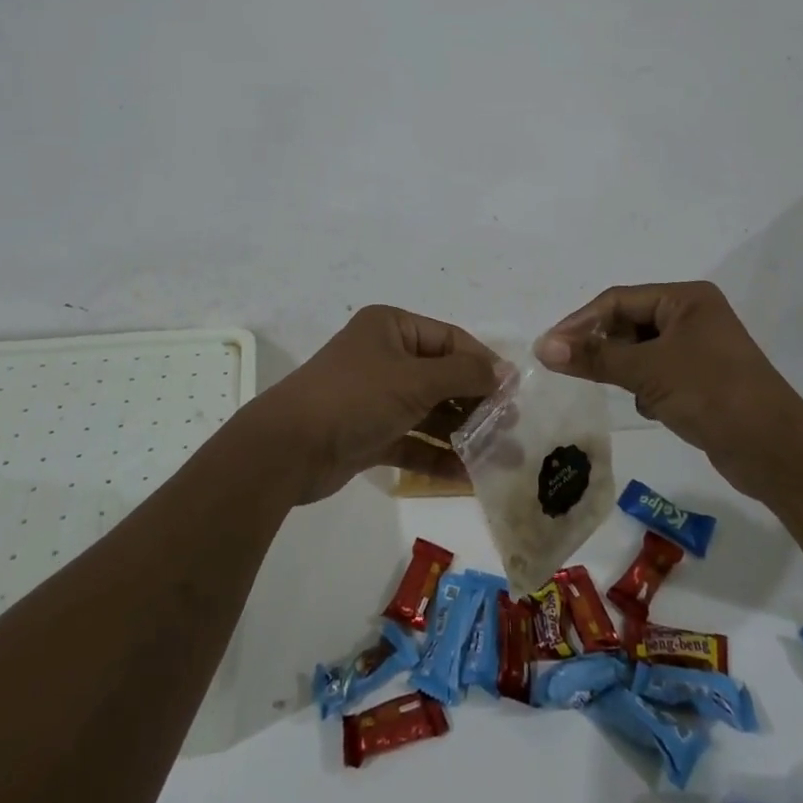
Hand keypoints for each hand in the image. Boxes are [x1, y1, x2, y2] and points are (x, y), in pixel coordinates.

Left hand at [251, 305, 500, 503]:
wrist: (288, 448)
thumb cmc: (356, 397)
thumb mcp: (415, 379)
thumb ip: (464, 374)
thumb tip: (506, 371)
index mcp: (392, 327)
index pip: (450, 339)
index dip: (483, 364)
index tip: (514, 393)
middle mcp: (385, 356)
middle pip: (443, 376)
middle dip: (476, 402)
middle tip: (511, 429)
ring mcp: (377, 396)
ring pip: (430, 410)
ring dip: (462, 432)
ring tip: (500, 456)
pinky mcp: (370, 433)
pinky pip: (413, 439)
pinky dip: (437, 454)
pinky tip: (467, 475)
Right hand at [534, 282, 802, 489]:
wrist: (777, 453)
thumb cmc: (712, 394)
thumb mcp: (647, 371)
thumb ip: (594, 356)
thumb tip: (542, 347)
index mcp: (686, 298)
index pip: (618, 301)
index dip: (581, 322)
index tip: (549, 347)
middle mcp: (693, 316)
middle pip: (629, 323)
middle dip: (603, 346)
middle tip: (571, 367)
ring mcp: (700, 349)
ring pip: (642, 351)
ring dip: (624, 369)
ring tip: (612, 388)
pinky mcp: (703, 380)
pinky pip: (658, 373)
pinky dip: (645, 387)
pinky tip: (649, 408)